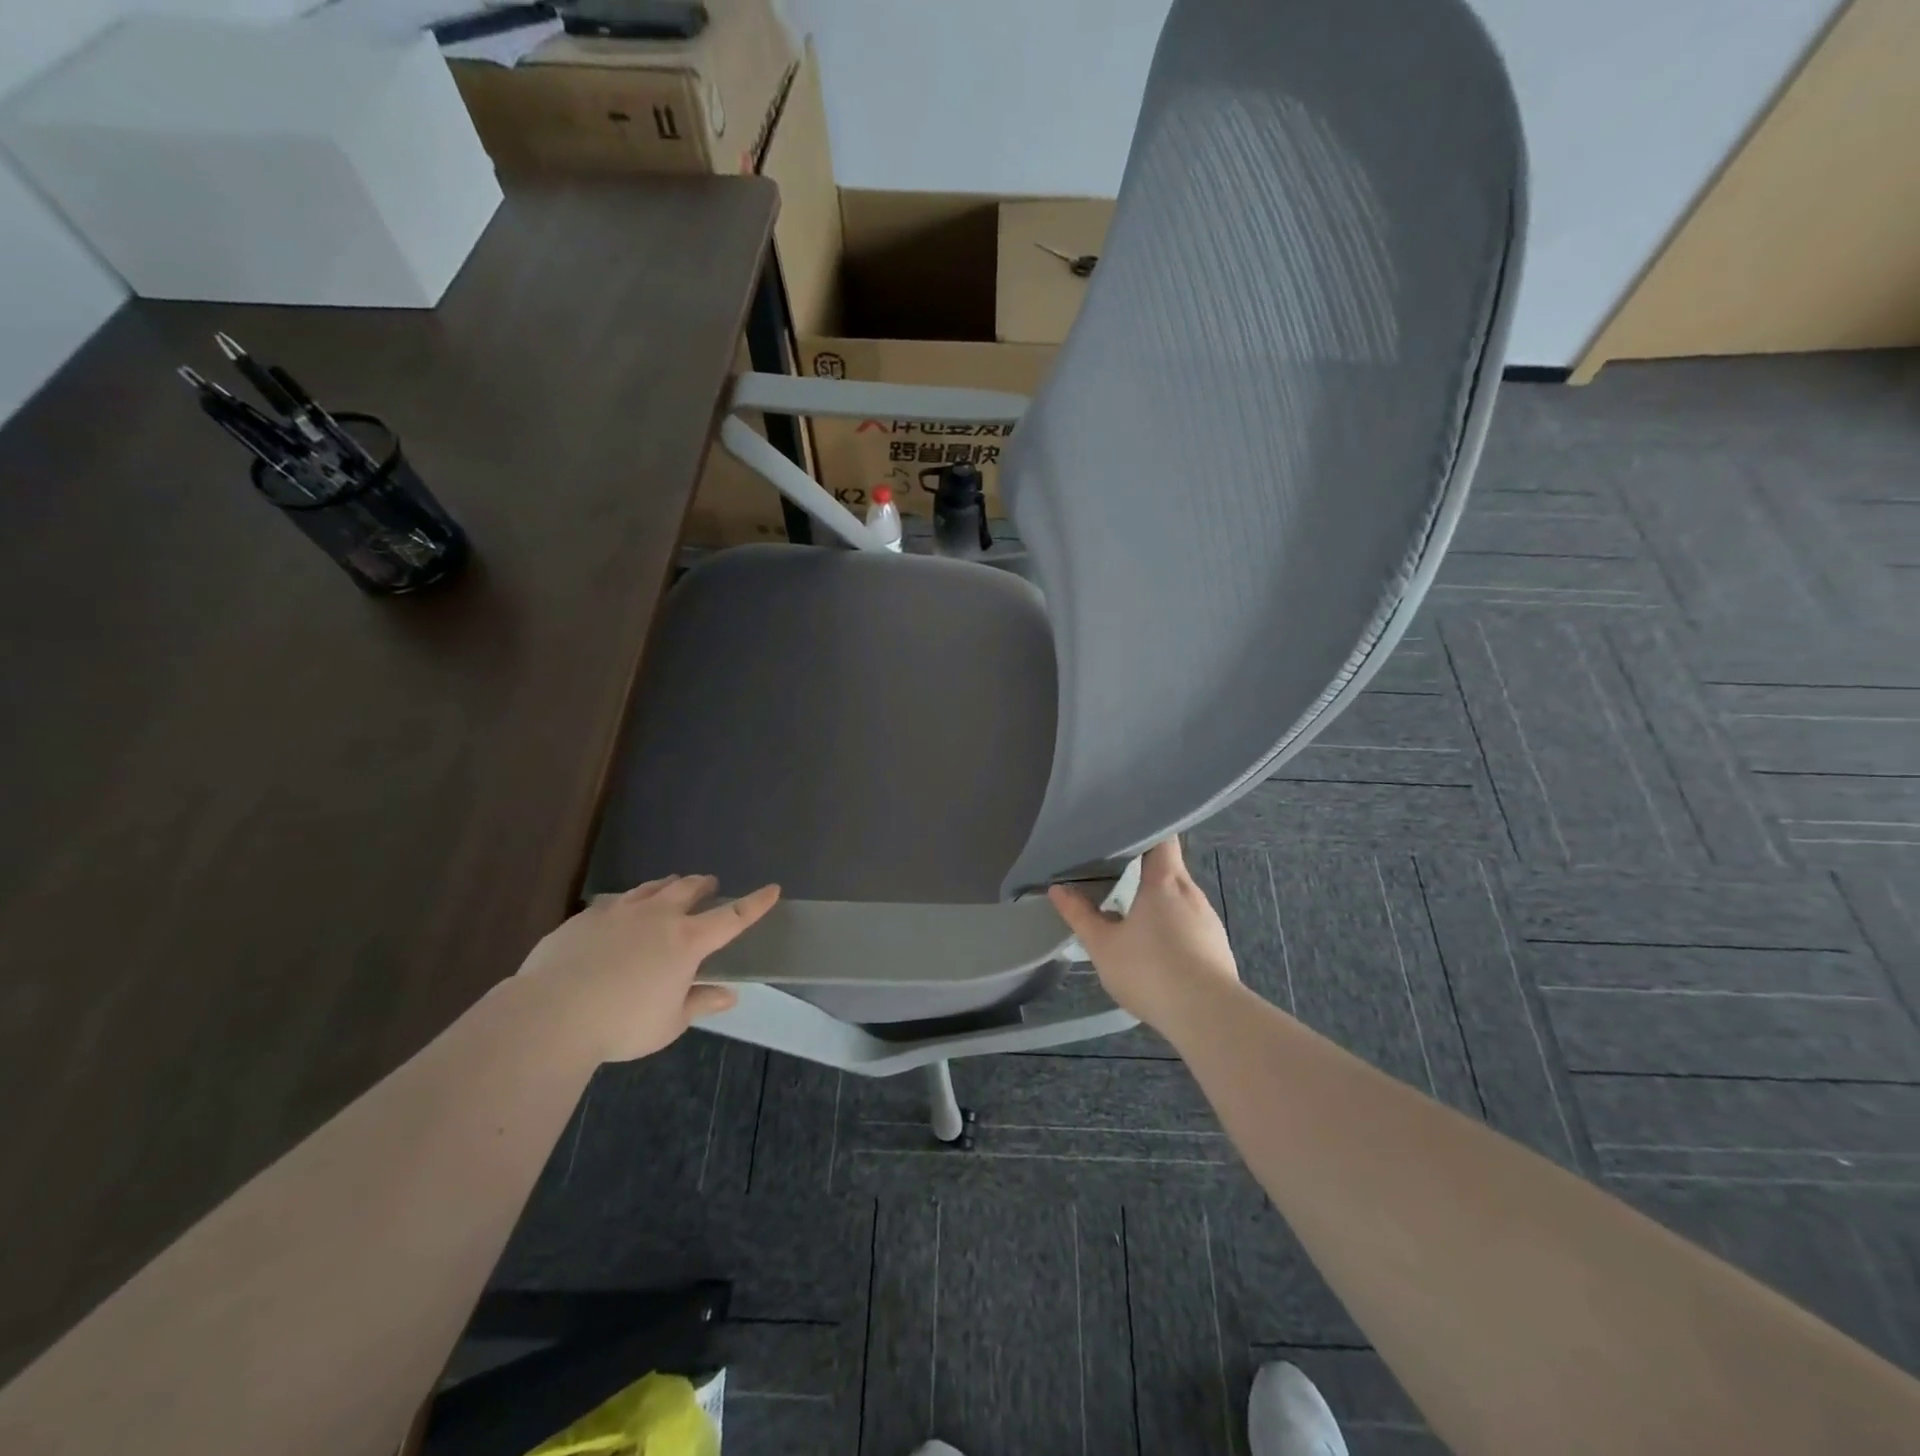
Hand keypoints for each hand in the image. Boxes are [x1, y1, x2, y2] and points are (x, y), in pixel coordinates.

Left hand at [515, 875, 780, 1062]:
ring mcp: (620, 911)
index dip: (755, 903)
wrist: (550, 1014)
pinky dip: (629, 904)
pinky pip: (616, 902)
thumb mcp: (668, 1024)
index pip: (732, 917)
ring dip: (668, 886)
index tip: (772, 889)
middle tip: (710, 886)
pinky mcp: (586, 917)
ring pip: (652, 887)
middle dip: (704, 885)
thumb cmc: (621, 1024)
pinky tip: (621, 915)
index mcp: (687, 941)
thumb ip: (699, 1003)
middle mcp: (658, 916)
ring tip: (670, 889)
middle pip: (689, 889)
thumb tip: (727, 995)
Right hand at [1048, 838, 1239, 1034]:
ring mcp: (1209, 920)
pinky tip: (1157, 949)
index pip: (1163, 838)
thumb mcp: (1103, 946)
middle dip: (1145, 870)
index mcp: (1164, 881)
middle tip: (1114, 873)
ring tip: (1132, 913)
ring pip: (1180, 899)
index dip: (1147, 829)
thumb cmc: (1151, 970)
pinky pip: (1191, 925)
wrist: (1209, 1016)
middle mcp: (1191, 893)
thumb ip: (1080, 916)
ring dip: (1158, 902)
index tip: (1125, 830)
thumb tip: (1057, 889)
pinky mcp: (1217, 947)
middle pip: (1170, 868)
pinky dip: (1173, 927)